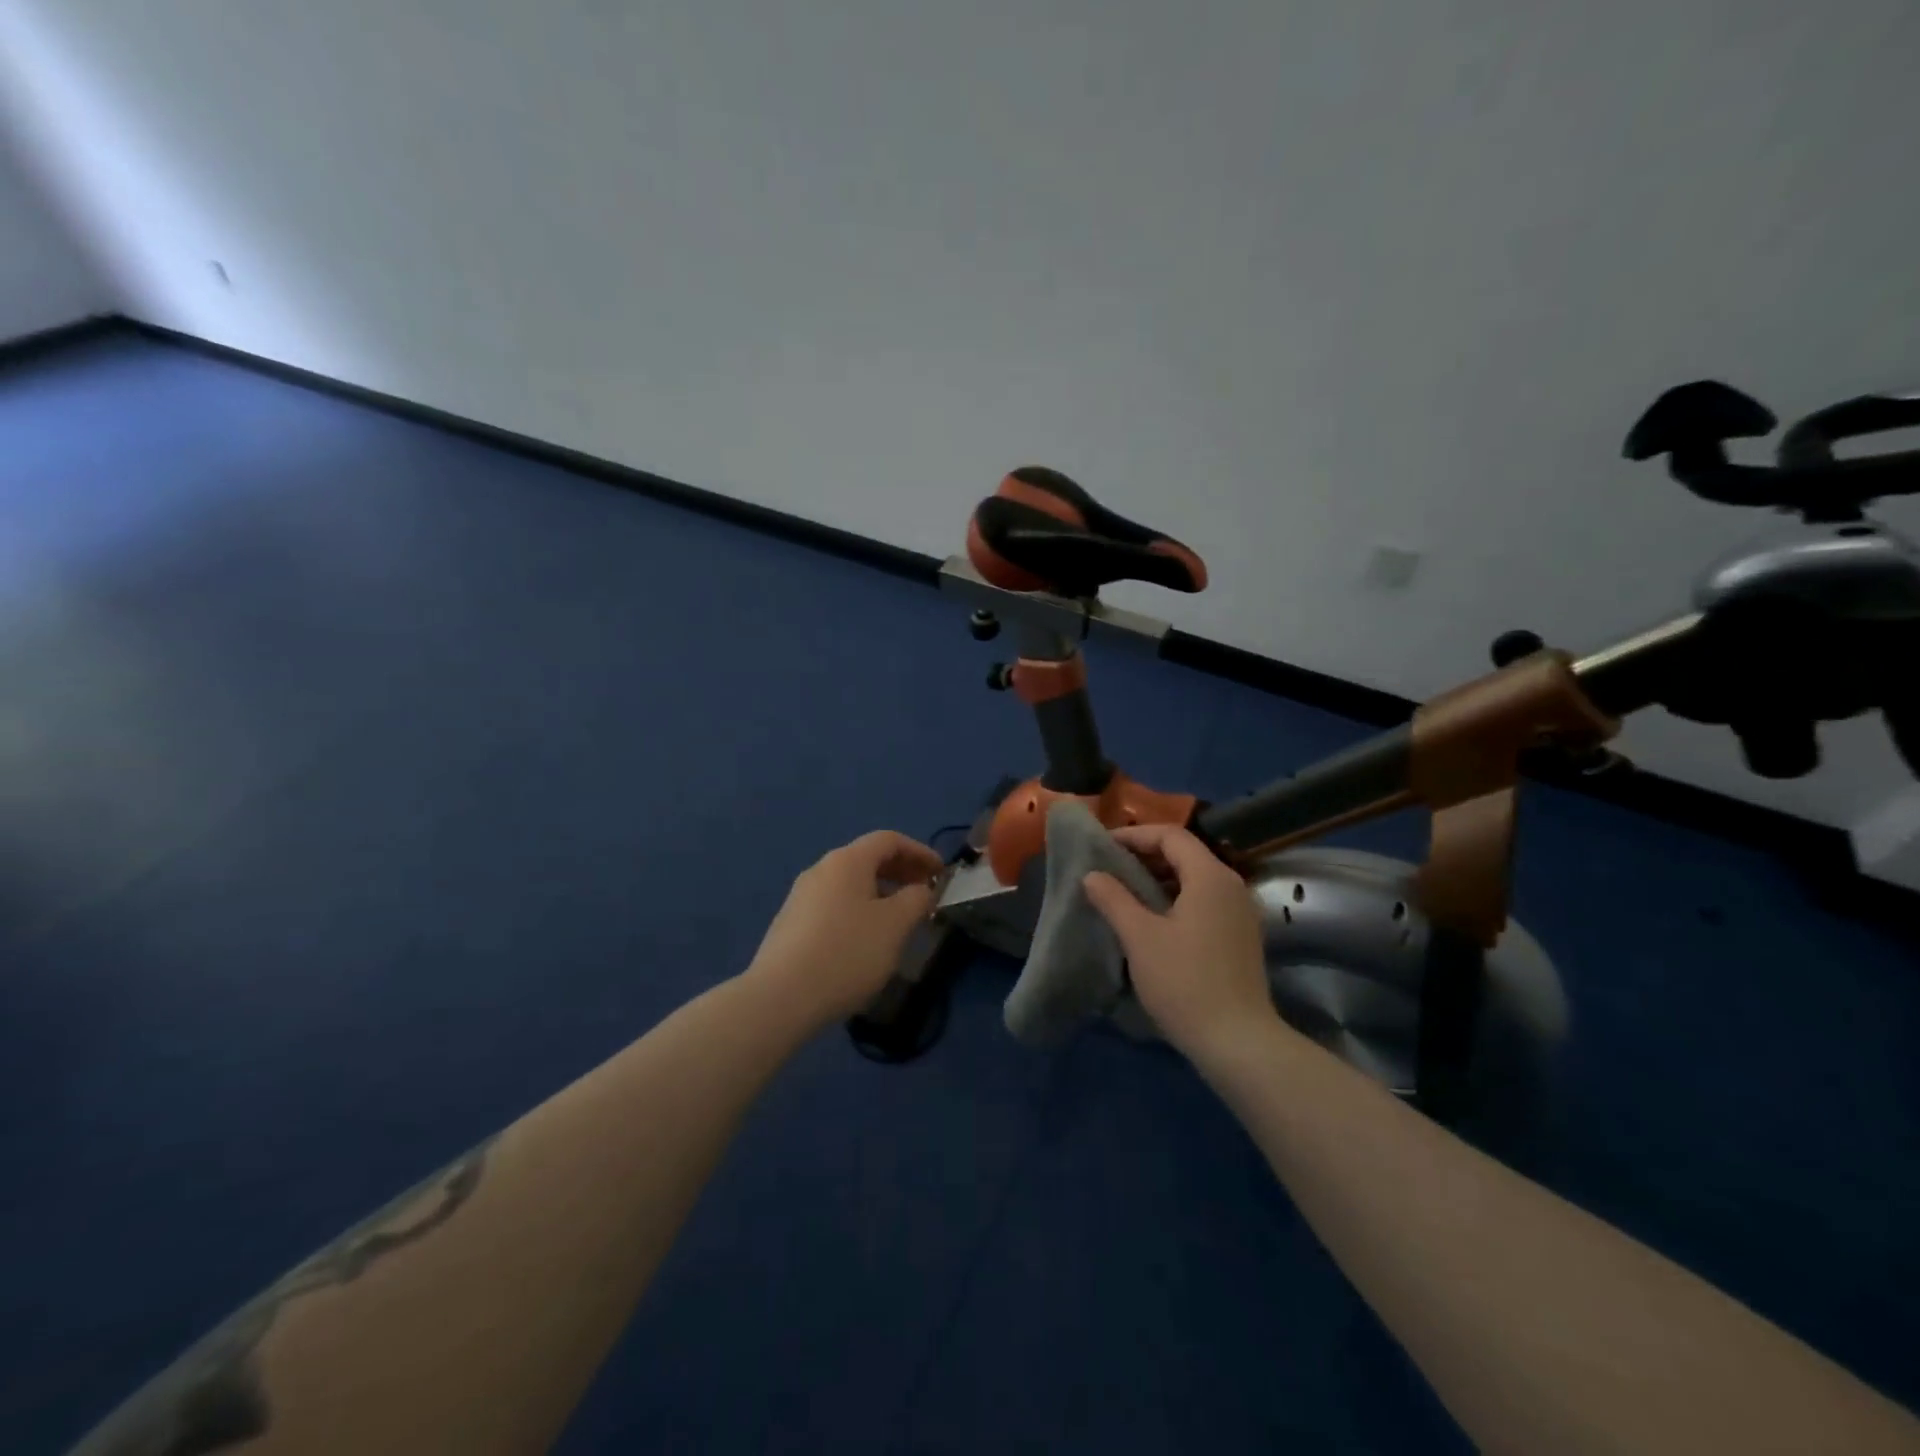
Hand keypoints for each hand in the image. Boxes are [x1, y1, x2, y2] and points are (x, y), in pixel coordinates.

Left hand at [744, 831, 943, 1029]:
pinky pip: (835, 904)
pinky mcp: (791, 924)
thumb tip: (921, 889)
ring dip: (881, 893)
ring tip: (900, 921)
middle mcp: (821, 869)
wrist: (780, 998)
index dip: (920, 852)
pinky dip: (859, 909)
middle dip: (901, 872)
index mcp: (847, 861)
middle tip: (924, 895)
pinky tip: (866, 940)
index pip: (889, 840)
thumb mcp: (895, 925)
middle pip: (867, 858)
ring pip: (850, 884)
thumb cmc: (847, 953)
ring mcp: (801, 896)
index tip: (941, 874)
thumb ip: (916, 899)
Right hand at [1082, 824, 1276, 1061]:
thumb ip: (1114, 899)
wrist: (1238, 1042)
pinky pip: (1204, 901)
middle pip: (1185, 853)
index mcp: (1210, 876)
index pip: (1170, 835)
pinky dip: (1175, 898)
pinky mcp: (1240, 937)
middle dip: (1145, 855)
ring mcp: (1240, 912)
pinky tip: (1152, 919)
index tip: (1102, 846)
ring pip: (1194, 879)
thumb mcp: (1139, 937)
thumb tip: (1092, 875)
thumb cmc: (1184, 982)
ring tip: (1123, 891)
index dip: (1134, 835)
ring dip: (1159, 878)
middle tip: (1108, 867)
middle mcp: (1231, 886)